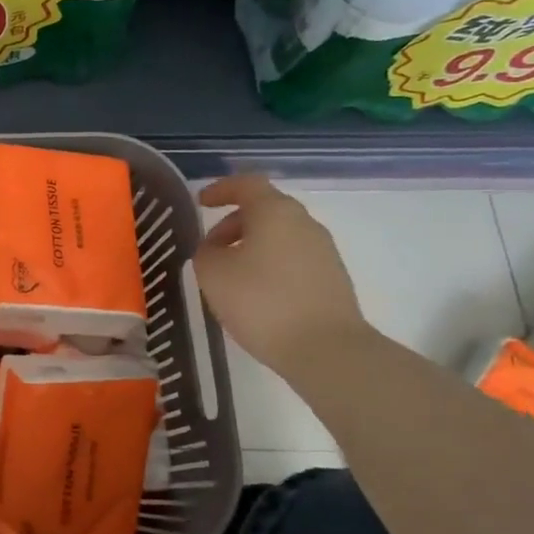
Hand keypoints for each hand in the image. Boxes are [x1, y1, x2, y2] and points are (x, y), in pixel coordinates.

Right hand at [194, 175, 370, 378]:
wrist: (326, 349)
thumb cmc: (261, 301)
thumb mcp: (213, 273)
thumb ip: (206, 251)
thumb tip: (216, 249)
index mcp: (275, 212)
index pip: (246, 184)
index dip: (221, 189)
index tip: (201, 203)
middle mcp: (304, 223)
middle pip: (265, 209)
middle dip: (234, 223)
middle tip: (211, 247)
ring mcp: (323, 251)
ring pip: (280, 235)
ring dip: (252, 246)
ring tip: (230, 275)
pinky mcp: (332, 278)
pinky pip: (293, 258)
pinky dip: (270, 264)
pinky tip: (256, 294)